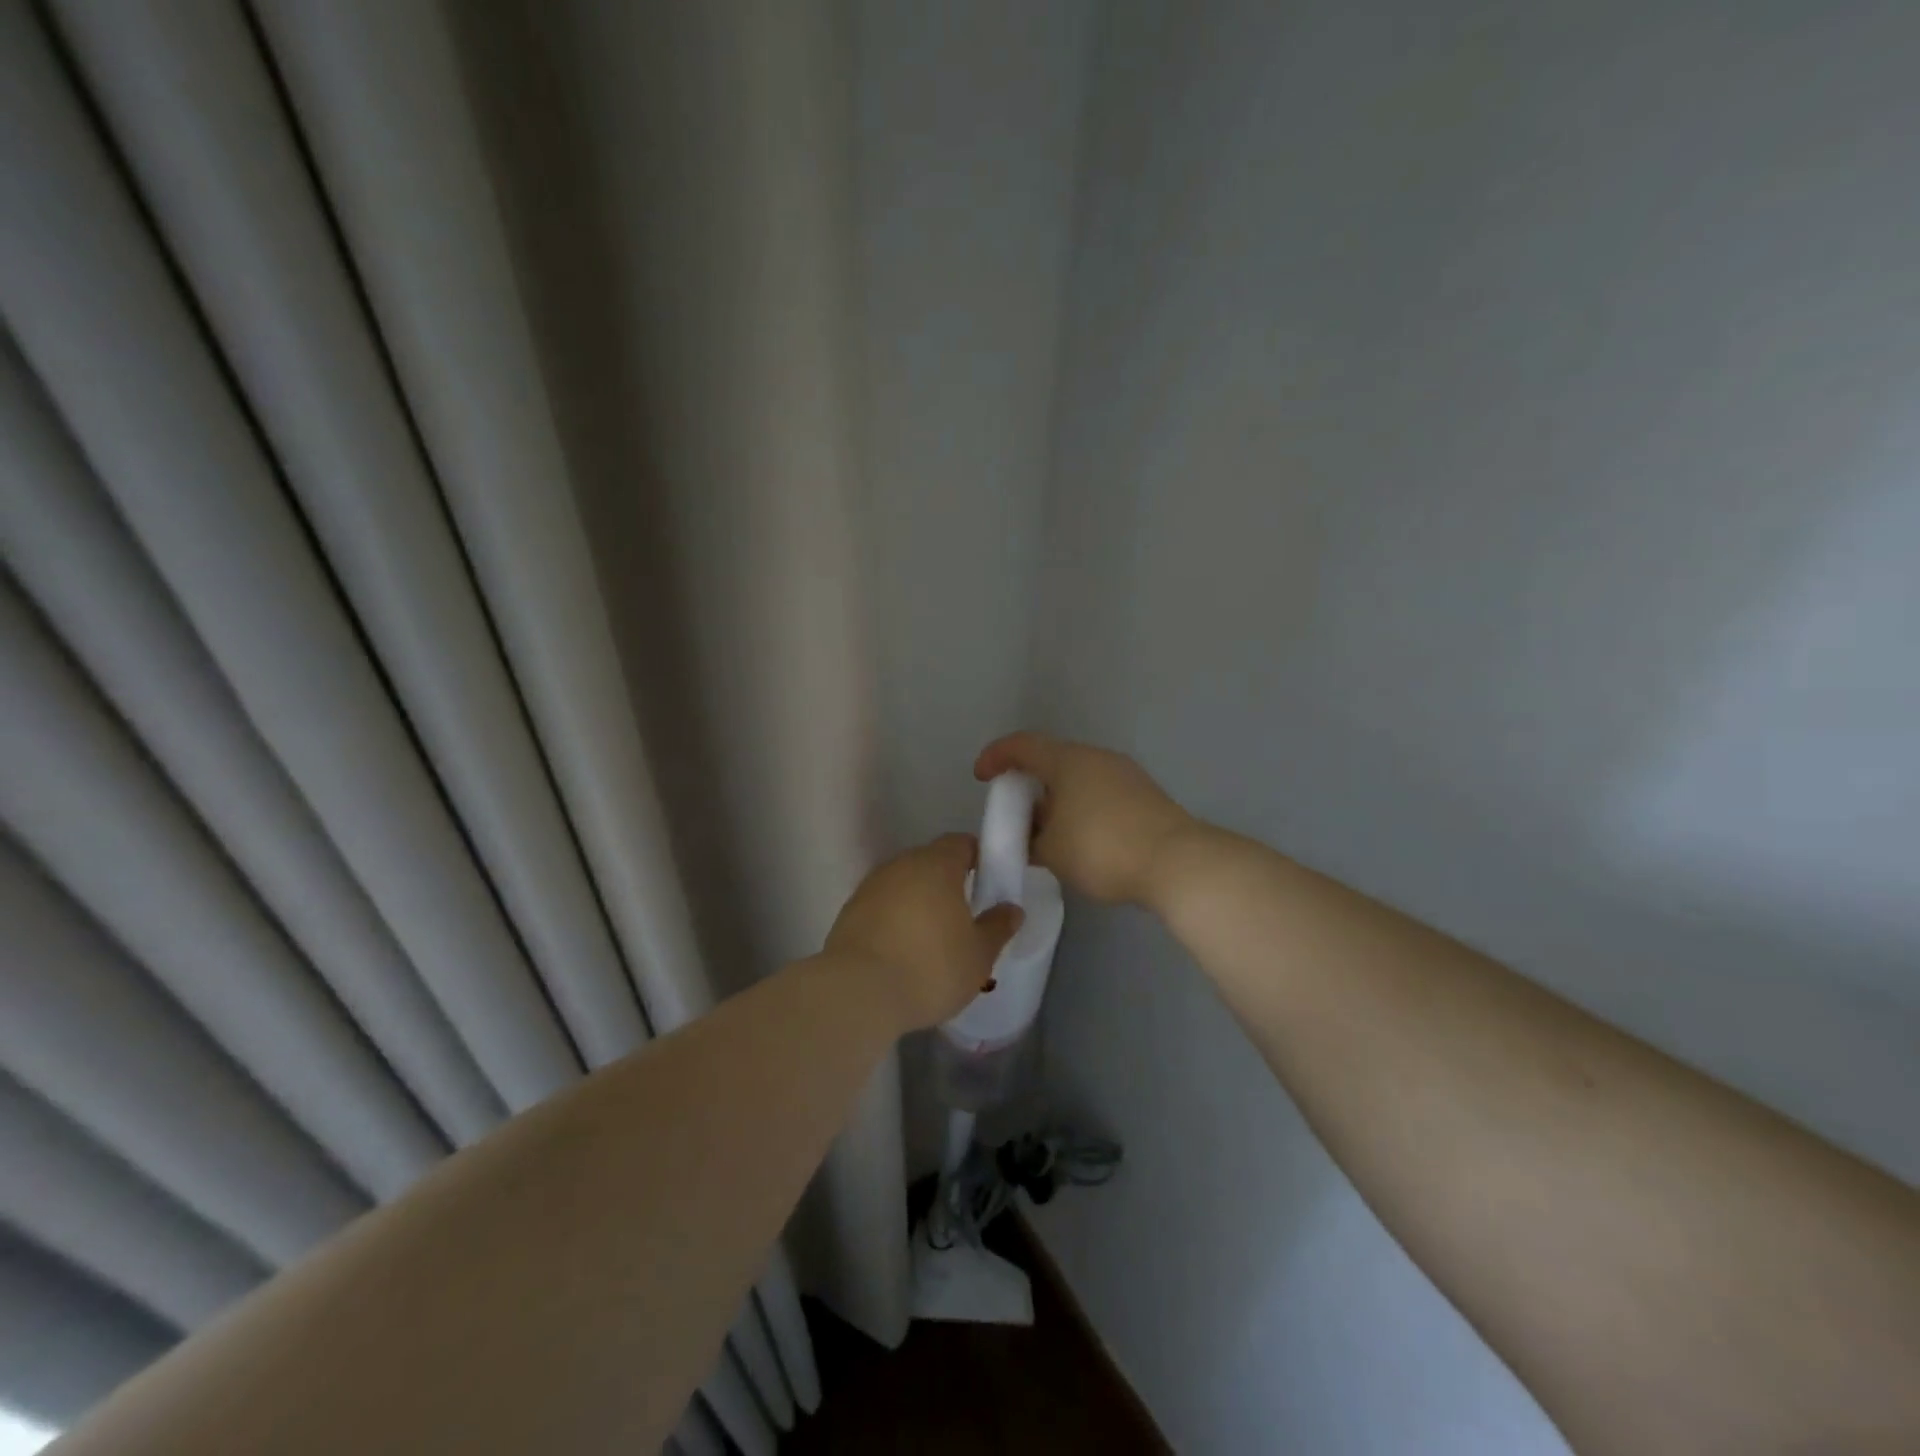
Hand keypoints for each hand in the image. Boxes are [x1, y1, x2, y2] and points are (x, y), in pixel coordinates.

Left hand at [825, 834, 1024, 1030]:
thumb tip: (1011, 909)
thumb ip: (997, 927)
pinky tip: (902, 950)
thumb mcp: (979, 955)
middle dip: (948, 882)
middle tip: (964, 915)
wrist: (857, 993)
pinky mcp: (849, 912)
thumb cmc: (930, 968)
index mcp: (937, 864)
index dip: (978, 858)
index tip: (989, 883)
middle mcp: (901, 865)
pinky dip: (895, 920)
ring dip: (919, 902)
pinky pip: (883, 906)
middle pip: (931, 862)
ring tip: (933, 938)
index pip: (961, 844)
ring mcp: (871, 886)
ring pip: (904, 884)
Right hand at [974, 732, 1196, 905]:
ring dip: (1056, 799)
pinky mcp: (1145, 795)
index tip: (981, 777)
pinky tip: (1079, 839)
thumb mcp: (1051, 852)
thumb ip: (1030, 841)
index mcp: (1068, 761)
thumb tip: (1030, 838)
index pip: (1022, 745)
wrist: (1176, 862)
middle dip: (1028, 784)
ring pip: (1078, 778)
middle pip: (1052, 760)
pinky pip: (1100, 792)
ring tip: (1046, 833)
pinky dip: (1080, 807)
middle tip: (1015, 814)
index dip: (996, 756)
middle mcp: (1096, 757)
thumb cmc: (1102, 849)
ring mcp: (1125, 774)